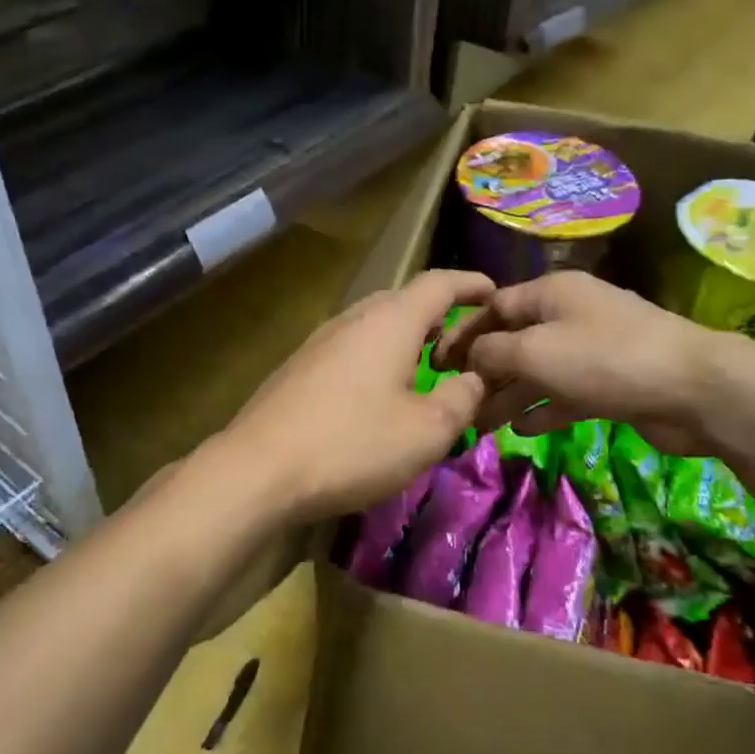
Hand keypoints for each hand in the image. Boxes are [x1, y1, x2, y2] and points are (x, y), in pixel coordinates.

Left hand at [220, 269, 494, 522]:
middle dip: (438, 314)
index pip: (439, 283)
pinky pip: (351, 349)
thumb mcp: (428, 430)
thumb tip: (476, 378)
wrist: (258, 470)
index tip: (496, 294)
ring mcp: (319, 342)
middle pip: (403, 301)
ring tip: (428, 365)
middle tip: (465, 342)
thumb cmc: (353, 444)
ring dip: (406, 338)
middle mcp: (352, 319)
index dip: (472, 284)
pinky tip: (380, 392)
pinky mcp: (298, 369)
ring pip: (373, 325)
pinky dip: (378, 358)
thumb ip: (463, 397)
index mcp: (390, 321)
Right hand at [431, 270, 754, 454]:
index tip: (434, 365)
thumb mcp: (535, 351)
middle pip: (514, 340)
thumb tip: (471, 358)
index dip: (461, 334)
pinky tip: (523, 429)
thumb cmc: (605, 359)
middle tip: (457, 402)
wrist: (695, 389)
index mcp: (550, 293)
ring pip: (537, 371)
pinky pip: (564, 393)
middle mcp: (569, 315)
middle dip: (484, 371)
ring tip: (482, 426)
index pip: (493, 307)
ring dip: (509, 396)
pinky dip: (543, 409)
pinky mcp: (610, 383)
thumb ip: (492, 352)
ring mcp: (592, 350)